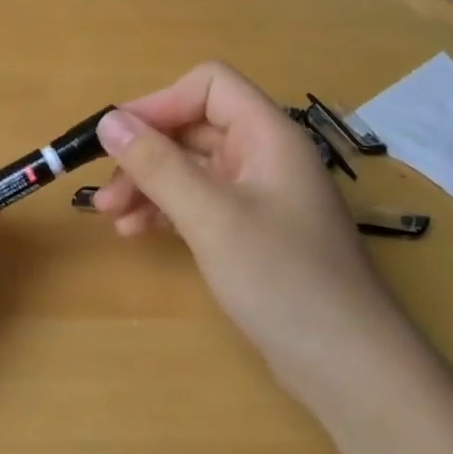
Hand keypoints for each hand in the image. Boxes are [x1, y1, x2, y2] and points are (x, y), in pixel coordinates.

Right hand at [88, 61, 403, 398]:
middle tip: (104, 193)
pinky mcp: (251, 231)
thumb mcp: (211, 216)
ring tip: (112, 219)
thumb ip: (157, 165)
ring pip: (190, 167)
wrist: (348, 367)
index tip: (117, 139)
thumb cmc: (282, 278)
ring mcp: (259, 195)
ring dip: (148, 185)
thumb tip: (108, 120)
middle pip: (192, 128)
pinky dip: (165, 210)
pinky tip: (138, 233)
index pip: (208, 86)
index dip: (159, 103)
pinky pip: (198, 202)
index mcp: (267, 135)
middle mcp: (264, 156)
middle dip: (144, 154)